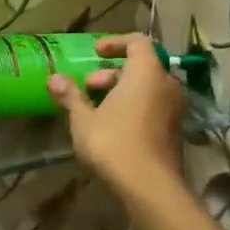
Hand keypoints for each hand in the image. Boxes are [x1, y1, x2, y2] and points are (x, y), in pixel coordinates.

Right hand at [48, 34, 184, 197]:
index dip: (115, 43)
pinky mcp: (175, 131)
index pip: (138, 42)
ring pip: (148, 89)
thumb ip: (70, 95)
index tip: (95, 53)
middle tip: (88, 88)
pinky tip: (112, 128)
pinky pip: (154, 107)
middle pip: (141, 67)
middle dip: (112, 74)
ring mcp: (175, 109)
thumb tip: (53, 78)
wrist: (150, 187)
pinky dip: (135, 108)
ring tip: (96, 110)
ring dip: (122, 92)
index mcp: (147, 72)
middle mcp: (167, 85)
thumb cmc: (114, 143)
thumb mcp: (84, 119)